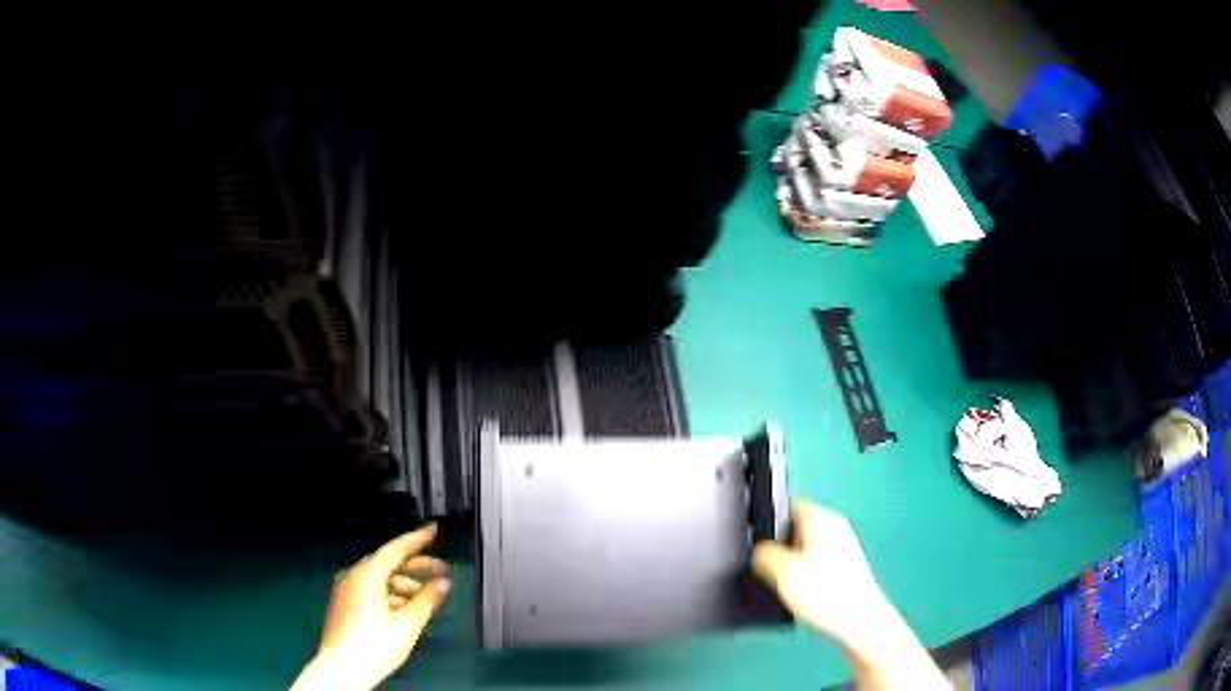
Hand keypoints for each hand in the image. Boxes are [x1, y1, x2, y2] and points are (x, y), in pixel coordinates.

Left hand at [293, 524, 451, 690]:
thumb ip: (428, 600)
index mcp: (366, 575)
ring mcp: (347, 590)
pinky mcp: (346, 604)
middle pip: (389, 563)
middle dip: (417, 567)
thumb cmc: (373, 646)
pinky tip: (406, 610)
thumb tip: (443, 584)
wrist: (343, 669)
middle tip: (442, 571)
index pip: (396, 549)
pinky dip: (392, 595)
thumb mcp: (407, 624)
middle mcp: (353, 577)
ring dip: (406, 586)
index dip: (418, 539)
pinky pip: (372, 590)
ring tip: (427, 599)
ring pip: (381, 579)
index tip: (433, 530)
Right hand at [753, 502, 885, 642]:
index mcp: (820, 517)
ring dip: (792, 565)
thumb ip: (763, 555)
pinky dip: (806, 576)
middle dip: (779, 548)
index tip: (754, 545)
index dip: (766, 522)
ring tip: (785, 586)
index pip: (786, 505)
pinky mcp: (847, 566)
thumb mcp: (781, 572)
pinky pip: (816, 563)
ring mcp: (843, 545)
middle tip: (766, 569)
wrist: (859, 620)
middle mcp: (834, 525)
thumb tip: (760, 553)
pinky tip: (802, 595)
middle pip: (795, 528)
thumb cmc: (824, 592)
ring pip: (805, 548)